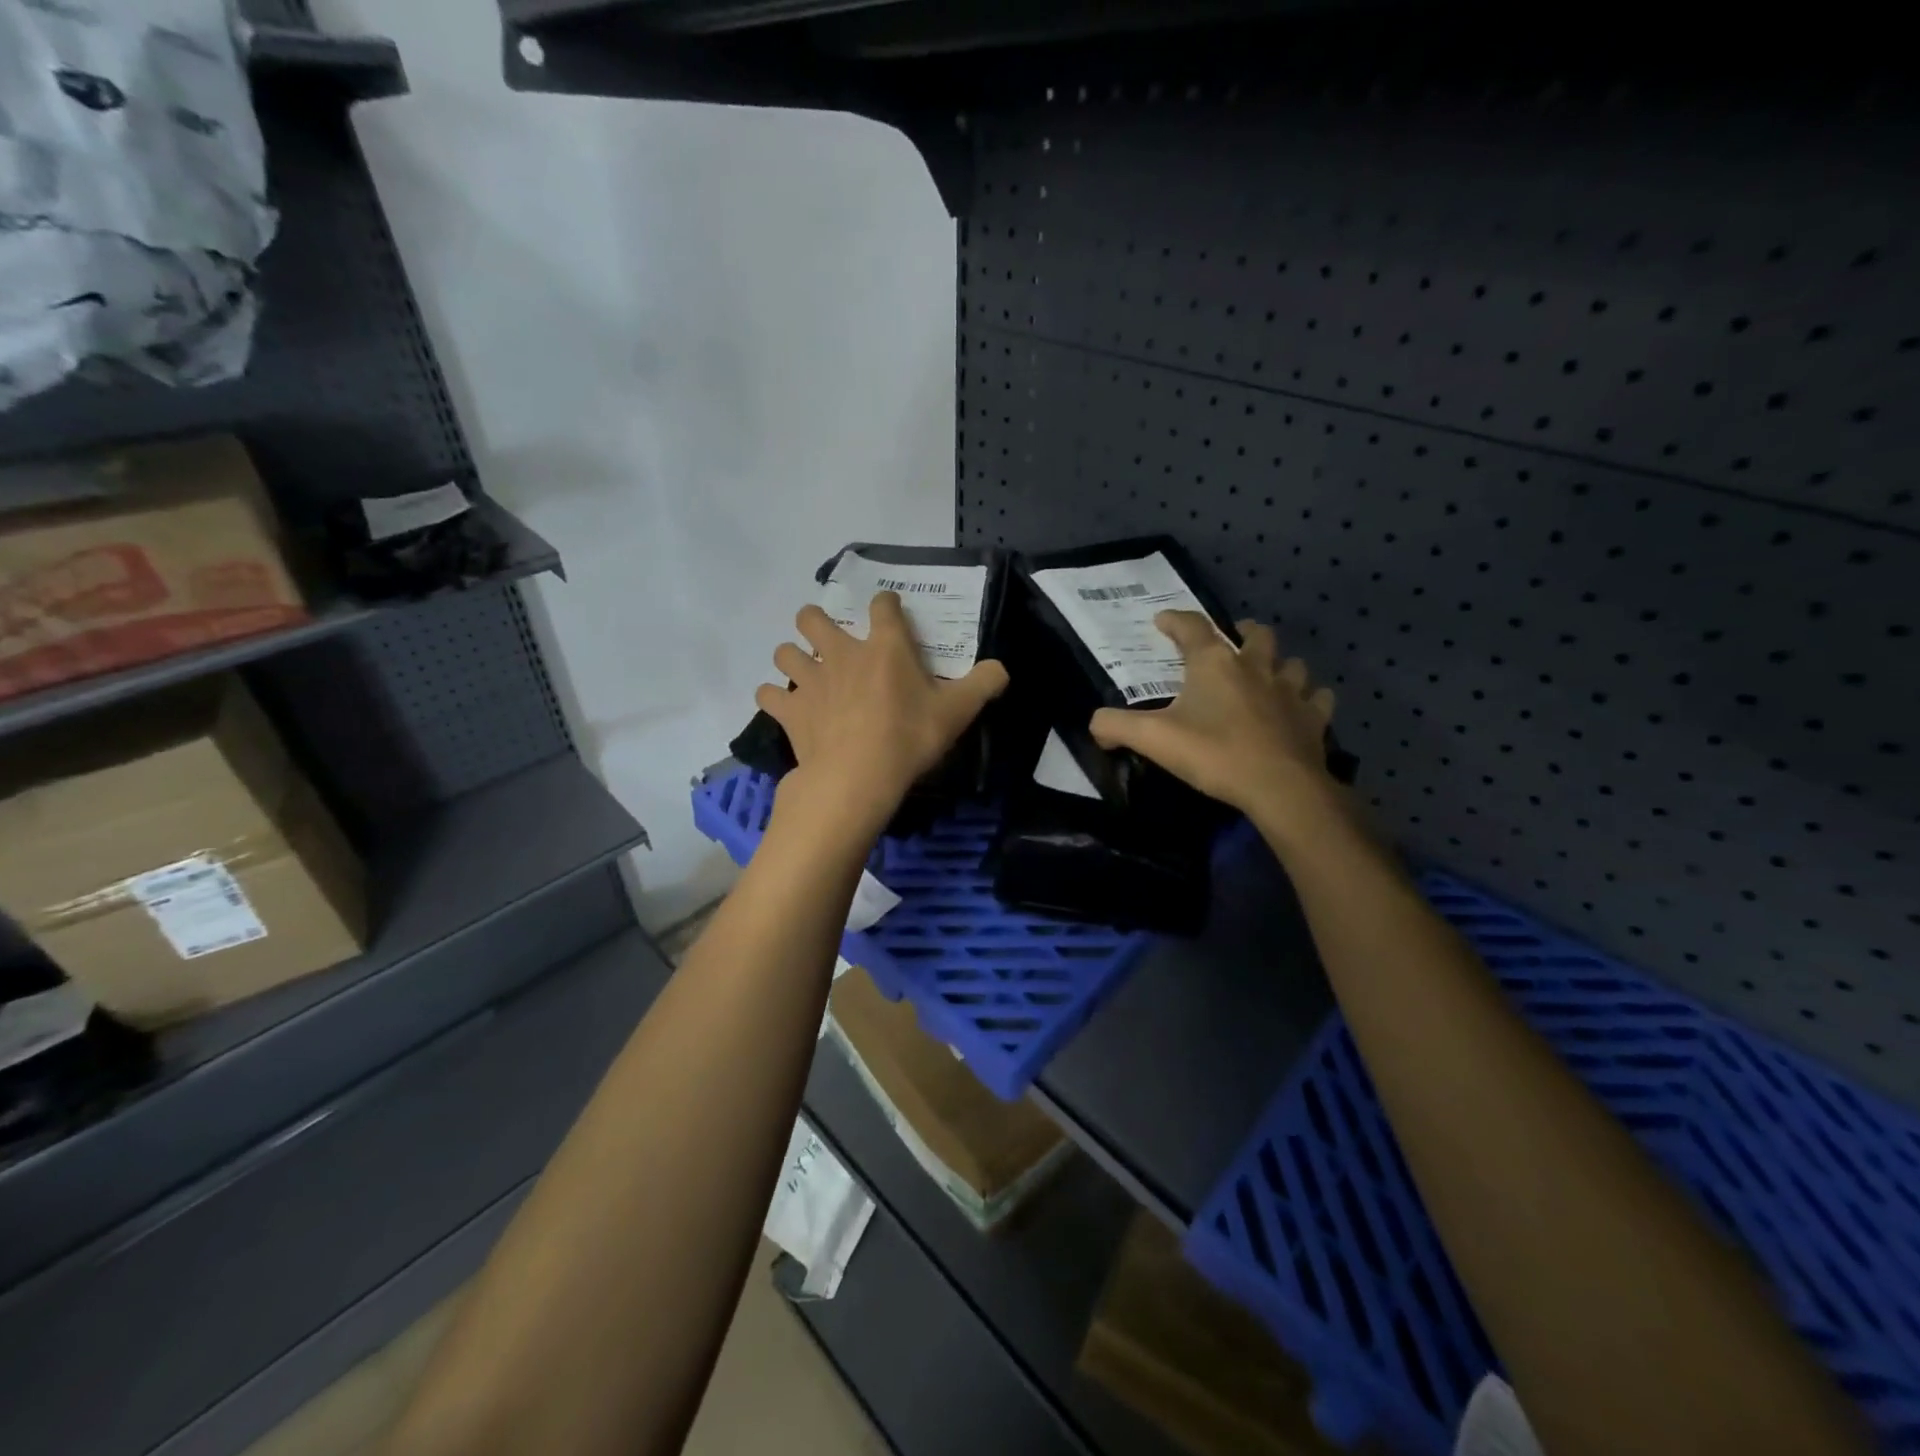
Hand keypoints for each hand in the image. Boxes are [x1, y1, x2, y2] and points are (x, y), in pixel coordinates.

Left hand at [756, 591, 1008, 833]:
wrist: (858, 777)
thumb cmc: (909, 738)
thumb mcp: (958, 712)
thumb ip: (983, 684)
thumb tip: (1002, 668)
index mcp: (884, 647)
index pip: (883, 606)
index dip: (887, 605)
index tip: (889, 612)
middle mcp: (841, 653)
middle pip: (812, 617)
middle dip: (815, 621)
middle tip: (828, 639)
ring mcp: (809, 680)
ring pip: (784, 652)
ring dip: (791, 657)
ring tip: (804, 673)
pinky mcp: (790, 710)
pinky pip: (767, 695)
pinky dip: (773, 698)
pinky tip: (783, 707)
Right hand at [1089, 612, 1340, 827]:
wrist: (1280, 787)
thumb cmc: (1214, 754)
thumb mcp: (1153, 740)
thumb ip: (1116, 727)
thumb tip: (1094, 725)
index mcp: (1214, 664)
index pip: (1191, 627)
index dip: (1175, 620)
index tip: (1162, 621)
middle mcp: (1255, 667)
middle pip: (1255, 634)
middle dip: (1242, 632)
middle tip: (1231, 641)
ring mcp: (1290, 691)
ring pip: (1291, 663)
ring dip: (1279, 665)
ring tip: (1268, 675)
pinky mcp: (1314, 718)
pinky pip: (1317, 698)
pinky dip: (1309, 699)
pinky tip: (1301, 707)